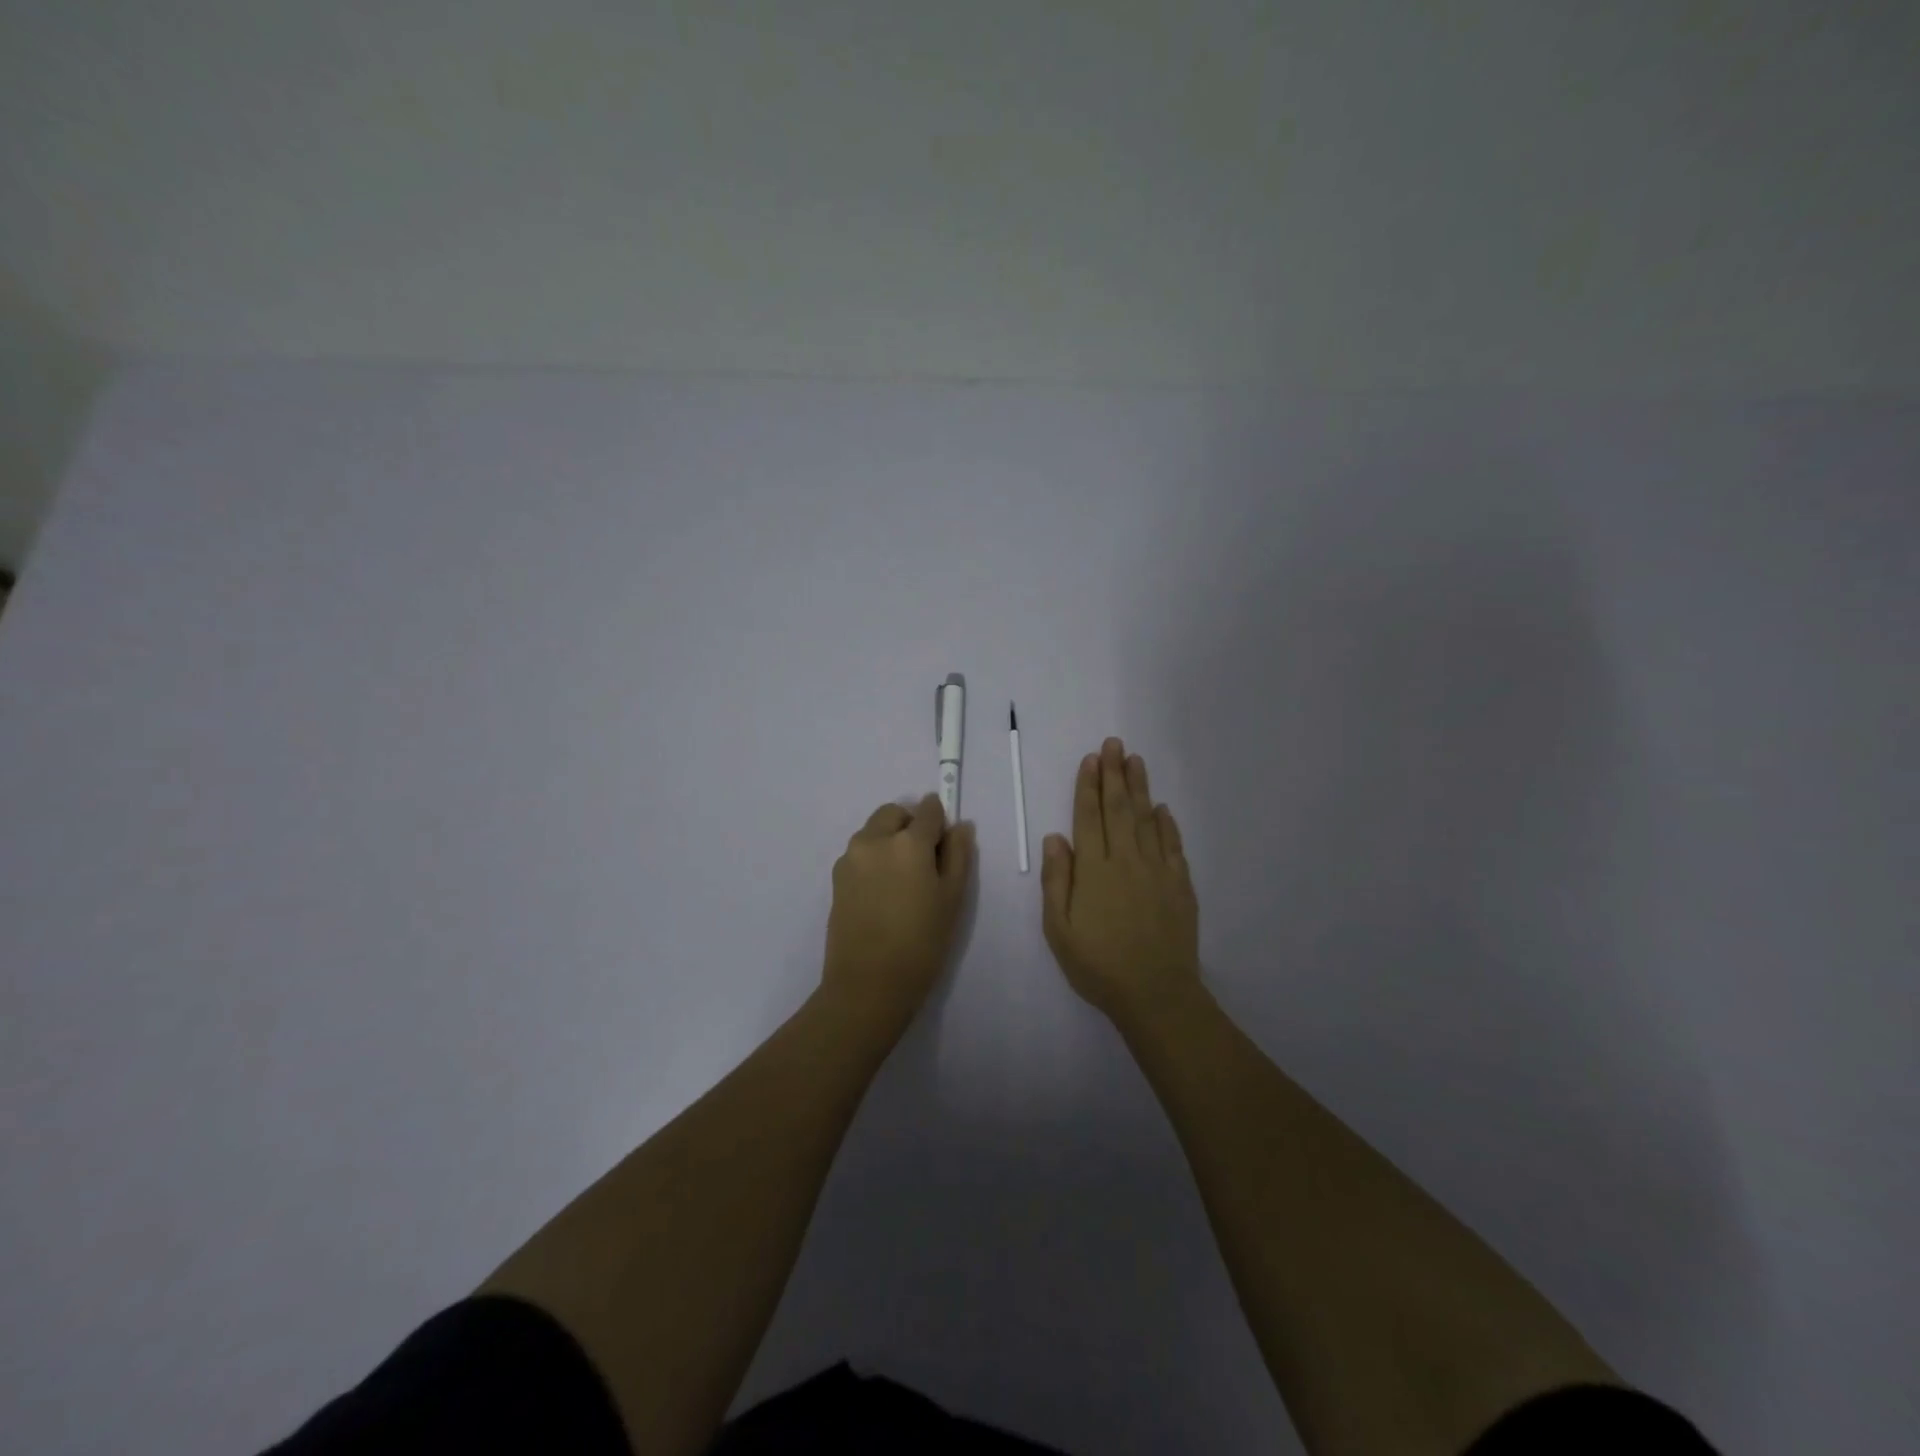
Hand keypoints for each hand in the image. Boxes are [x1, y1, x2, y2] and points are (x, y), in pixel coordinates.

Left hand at [822, 794, 974, 1037]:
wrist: (868, 983)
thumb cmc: (921, 942)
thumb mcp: (952, 898)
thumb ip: (958, 854)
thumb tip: (960, 826)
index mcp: (908, 842)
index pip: (928, 810)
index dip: (940, 821)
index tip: (945, 841)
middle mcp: (874, 839)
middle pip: (894, 814)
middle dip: (910, 825)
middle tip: (924, 861)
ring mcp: (850, 857)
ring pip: (874, 831)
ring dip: (889, 839)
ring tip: (902, 880)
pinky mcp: (836, 877)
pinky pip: (860, 852)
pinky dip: (874, 857)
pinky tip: (883, 892)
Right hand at [1041, 738, 1199, 1021]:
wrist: (1156, 994)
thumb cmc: (1098, 965)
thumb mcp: (1059, 929)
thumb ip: (1057, 881)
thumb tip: (1055, 838)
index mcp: (1094, 870)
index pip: (1089, 817)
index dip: (1088, 786)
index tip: (1091, 759)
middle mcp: (1126, 860)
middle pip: (1119, 809)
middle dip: (1114, 774)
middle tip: (1114, 743)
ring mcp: (1157, 871)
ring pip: (1147, 819)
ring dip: (1140, 788)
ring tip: (1135, 760)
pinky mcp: (1180, 885)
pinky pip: (1173, 845)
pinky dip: (1167, 824)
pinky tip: (1162, 809)